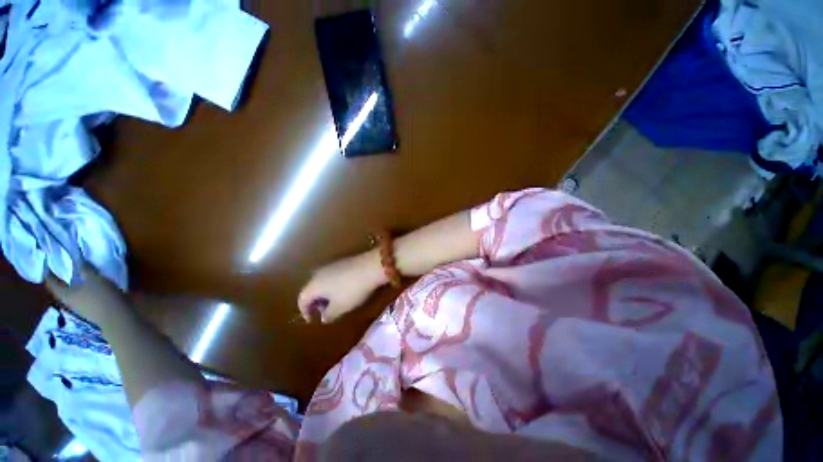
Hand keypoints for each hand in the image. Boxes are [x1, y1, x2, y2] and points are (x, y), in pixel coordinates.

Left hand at [45, 263, 128, 323]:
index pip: (51, 283)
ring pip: (75, 294)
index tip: (47, 264)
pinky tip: (95, 286)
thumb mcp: (94, 278)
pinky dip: (87, 290)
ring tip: (83, 276)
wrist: (117, 316)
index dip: (48, 273)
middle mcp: (70, 302)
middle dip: (64, 280)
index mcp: (65, 294)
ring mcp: (82, 308)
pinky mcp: (92, 310)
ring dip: (77, 285)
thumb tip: (78, 260)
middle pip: (63, 289)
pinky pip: (86, 297)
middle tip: (66, 268)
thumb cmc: (101, 296)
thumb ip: (85, 269)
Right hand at [298, 251, 385, 322]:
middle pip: (312, 290)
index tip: (313, 320)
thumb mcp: (339, 308)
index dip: (305, 312)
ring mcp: (332, 265)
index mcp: (313, 285)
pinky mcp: (344, 261)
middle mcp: (319, 273)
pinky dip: (335, 286)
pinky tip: (346, 290)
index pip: (301, 300)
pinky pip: (333, 276)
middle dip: (317, 302)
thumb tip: (323, 317)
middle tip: (325, 312)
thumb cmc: (352, 290)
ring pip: (323, 282)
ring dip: (327, 294)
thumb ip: (328, 315)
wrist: (371, 266)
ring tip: (337, 303)